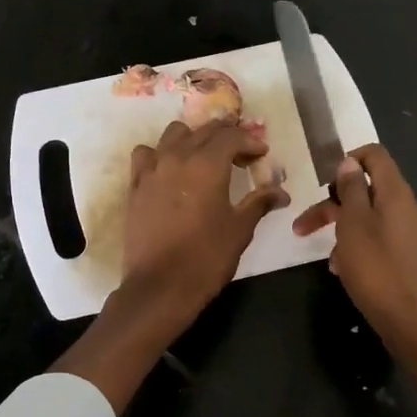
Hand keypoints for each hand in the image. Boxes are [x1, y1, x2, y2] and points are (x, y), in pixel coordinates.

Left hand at [121, 119, 289, 326]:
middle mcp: (178, 157)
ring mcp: (152, 169)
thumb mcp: (240, 229)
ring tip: (204, 157)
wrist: (160, 286)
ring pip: (173, 134)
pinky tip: (169, 170)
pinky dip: (161, 154)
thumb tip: (281, 193)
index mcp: (208, 164)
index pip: (232, 136)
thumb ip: (259, 203)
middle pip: (204, 130)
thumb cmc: (206, 257)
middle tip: (241, 153)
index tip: (262, 154)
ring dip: (193, 138)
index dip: (250, 141)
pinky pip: (146, 155)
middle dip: (226, 136)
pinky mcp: (135, 186)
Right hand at [292, 144, 416, 347]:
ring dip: (342, 230)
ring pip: (369, 217)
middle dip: (332, 204)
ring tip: (327, 257)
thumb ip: (350, 190)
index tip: (323, 181)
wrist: (410, 321)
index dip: (348, 159)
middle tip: (302, 225)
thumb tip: (350, 164)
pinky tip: (343, 269)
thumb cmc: (376, 269)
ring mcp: (411, 232)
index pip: (375, 155)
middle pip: (367, 190)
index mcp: (397, 193)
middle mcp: (408, 207)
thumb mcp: (353, 224)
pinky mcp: (409, 255)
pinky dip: (357, 247)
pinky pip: (378, 239)